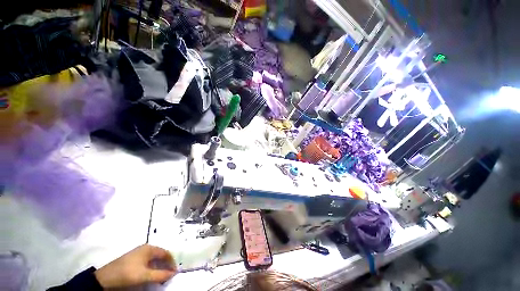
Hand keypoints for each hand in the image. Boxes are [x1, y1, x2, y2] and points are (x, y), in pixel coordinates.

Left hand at [94, 244, 176, 287]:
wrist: (104, 279)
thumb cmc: (127, 274)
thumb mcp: (145, 276)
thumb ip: (161, 274)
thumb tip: (174, 273)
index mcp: (150, 248)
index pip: (166, 253)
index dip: (171, 262)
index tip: (175, 272)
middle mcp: (145, 248)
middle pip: (160, 255)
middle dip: (165, 265)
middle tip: (168, 275)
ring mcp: (138, 253)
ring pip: (153, 259)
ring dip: (159, 267)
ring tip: (160, 276)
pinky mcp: (133, 259)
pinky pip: (147, 262)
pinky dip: (152, 268)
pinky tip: (150, 275)